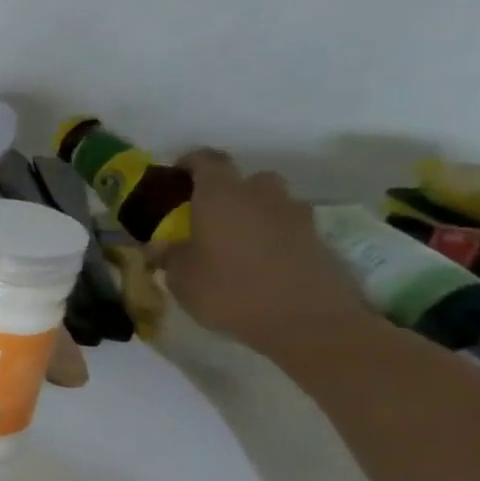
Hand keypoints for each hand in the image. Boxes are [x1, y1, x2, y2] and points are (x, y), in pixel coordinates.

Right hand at [162, 149, 369, 357]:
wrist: (307, 320)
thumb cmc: (229, 291)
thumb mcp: (181, 278)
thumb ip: (169, 255)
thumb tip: (161, 246)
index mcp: (220, 195)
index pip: (206, 160)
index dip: (189, 163)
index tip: (175, 177)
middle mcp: (260, 195)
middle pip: (244, 179)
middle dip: (226, 191)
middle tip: (207, 216)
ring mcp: (295, 215)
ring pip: (270, 202)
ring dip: (253, 213)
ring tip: (235, 242)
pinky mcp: (318, 239)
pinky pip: (287, 228)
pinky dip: (273, 237)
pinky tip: (259, 264)